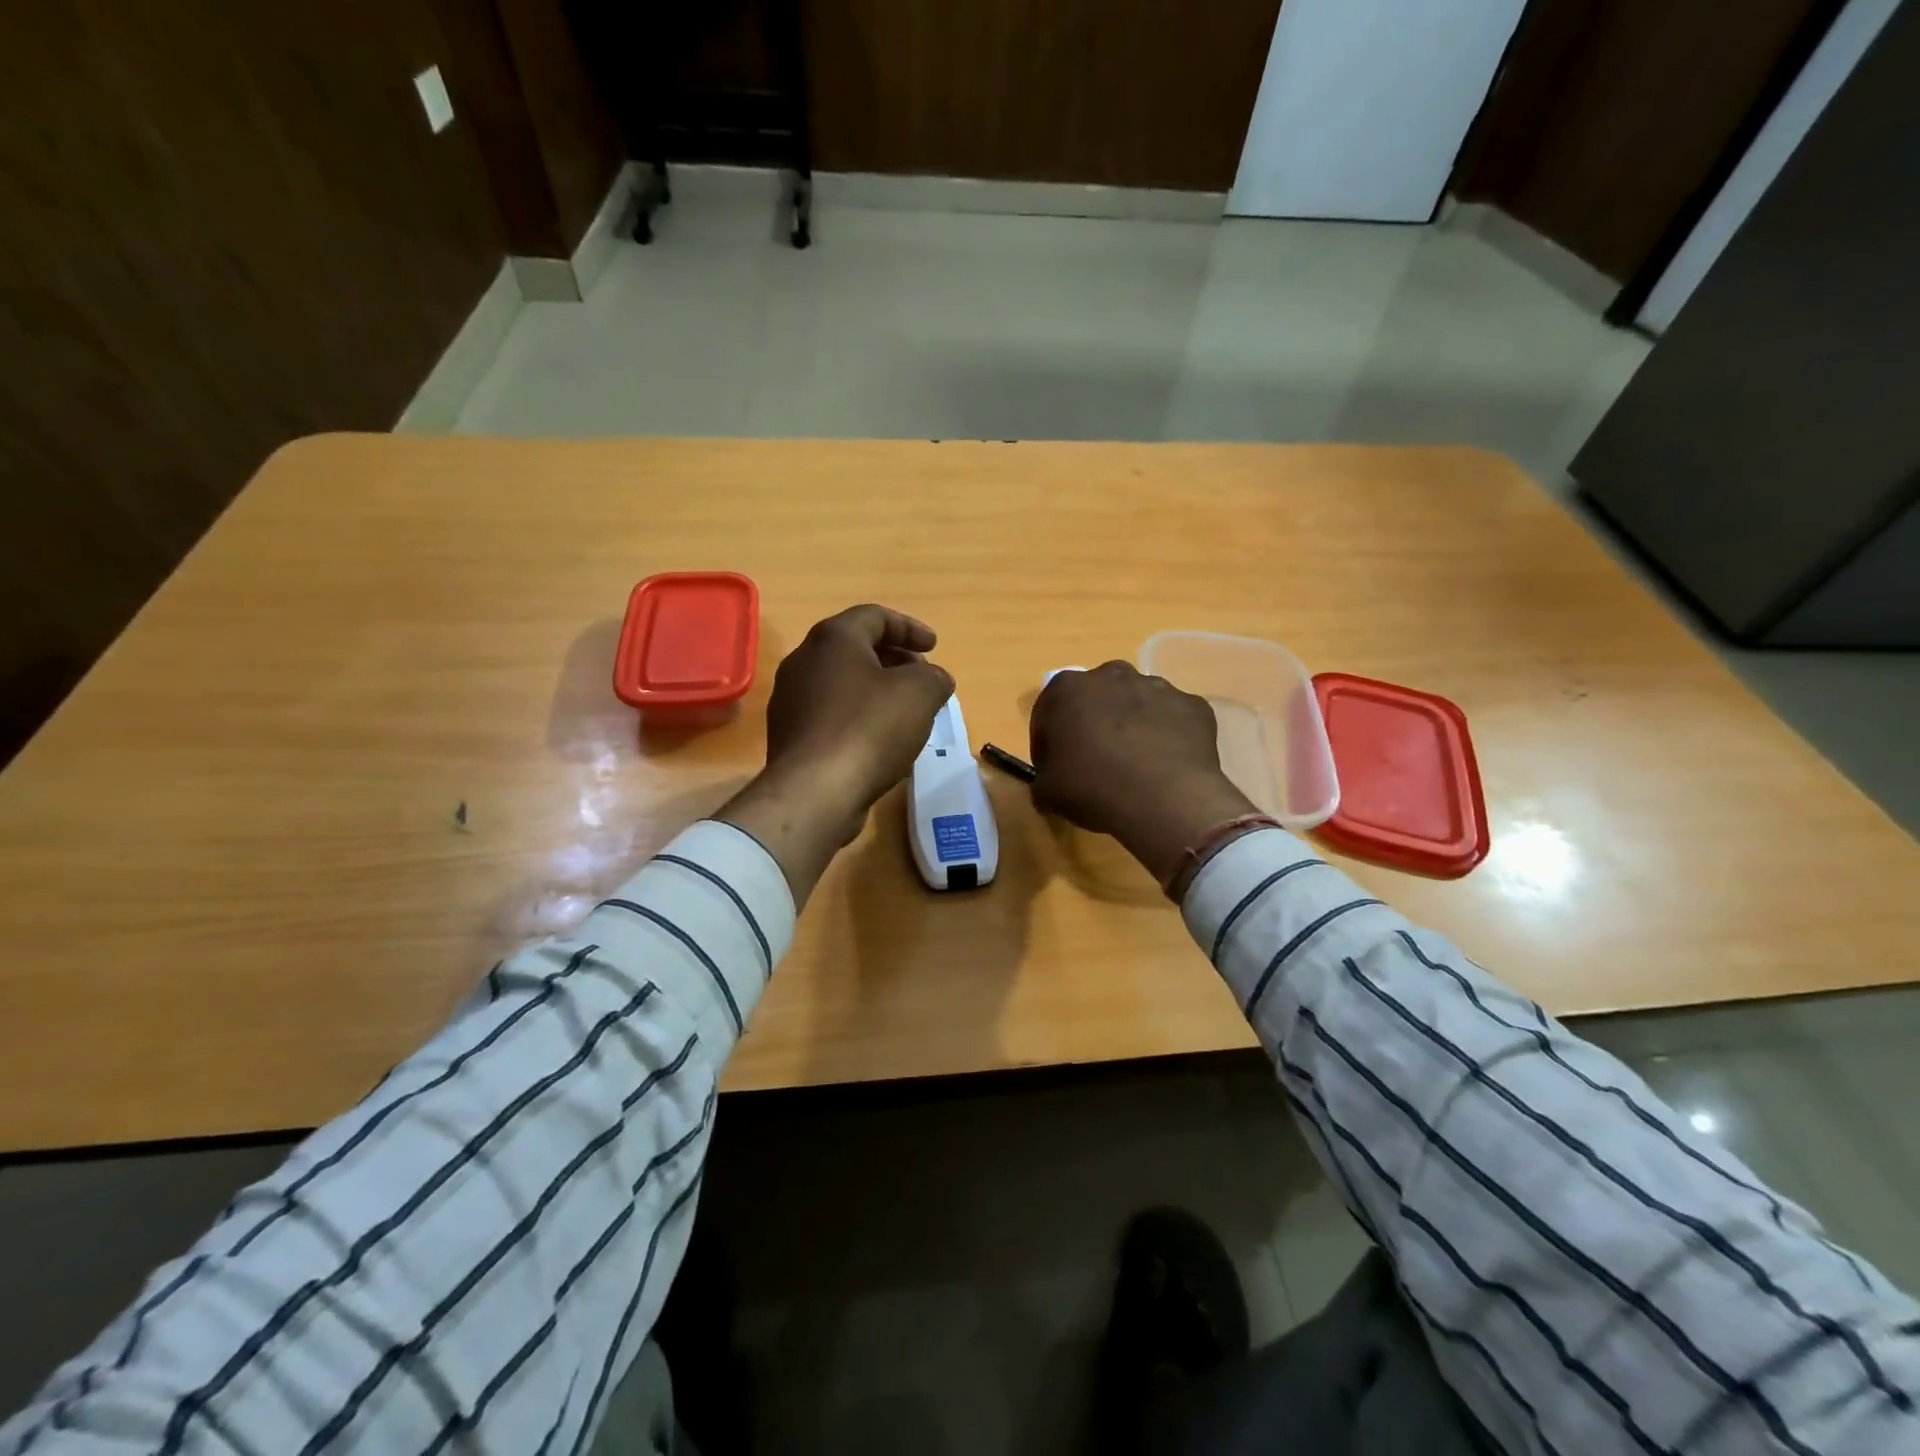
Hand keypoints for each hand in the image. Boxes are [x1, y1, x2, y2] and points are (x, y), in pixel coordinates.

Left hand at [718, 606, 953, 903]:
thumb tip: (935, 679)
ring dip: (876, 690)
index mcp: (833, 639)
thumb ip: (934, 678)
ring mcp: (791, 700)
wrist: (815, 792)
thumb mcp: (920, 694)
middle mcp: (803, 661)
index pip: (874, 617)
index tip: (934, 647)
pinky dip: (858, 717)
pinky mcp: (789, 736)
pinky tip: (880, 742)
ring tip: (906, 711)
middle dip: (893, 659)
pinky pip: (830, 715)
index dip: (909, 628)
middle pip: (854, 648)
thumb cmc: (869, 729)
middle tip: (922, 676)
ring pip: (841, 683)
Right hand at [1028, 662, 1257, 888]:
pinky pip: (1172, 719)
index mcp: (1068, 689)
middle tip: (1095, 762)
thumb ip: (1043, 779)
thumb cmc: (1094, 788)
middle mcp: (1112, 675)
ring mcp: (1157, 686)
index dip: (1048, 741)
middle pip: (1096, 699)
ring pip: (1136, 704)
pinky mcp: (1193, 704)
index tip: (1054, 766)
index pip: (1048, 711)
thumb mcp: (1048, 792)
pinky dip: (1166, 736)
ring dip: (1131, 726)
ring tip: (1134, 765)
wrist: (1166, 799)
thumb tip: (1050, 783)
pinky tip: (1164, 766)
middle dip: (1093, 723)